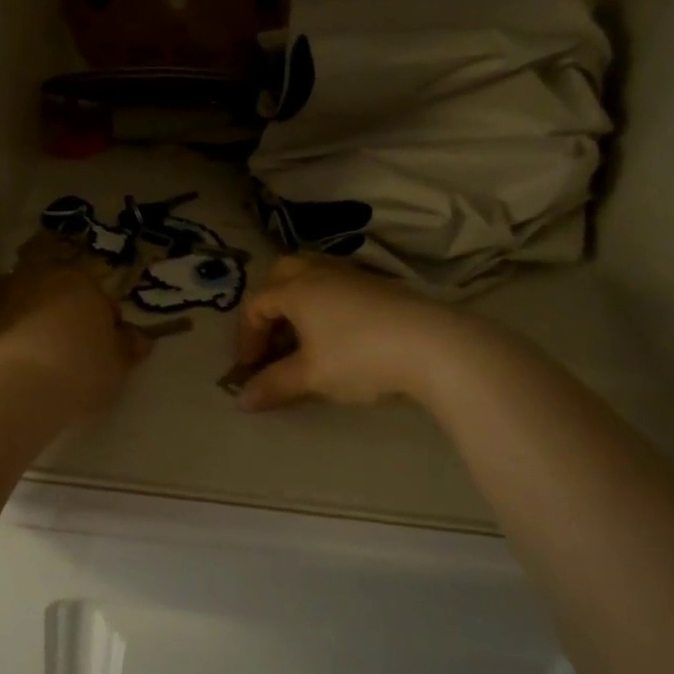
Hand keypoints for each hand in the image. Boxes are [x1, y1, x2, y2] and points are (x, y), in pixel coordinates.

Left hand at [0, 237, 150, 417]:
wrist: (17, 390)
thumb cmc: (79, 372)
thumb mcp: (117, 366)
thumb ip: (129, 347)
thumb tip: (139, 338)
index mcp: (80, 281)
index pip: (99, 300)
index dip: (104, 327)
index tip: (102, 352)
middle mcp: (39, 277)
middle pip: (58, 297)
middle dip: (64, 317)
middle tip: (70, 353)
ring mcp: (2, 296)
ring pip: (26, 308)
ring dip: (32, 325)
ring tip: (38, 362)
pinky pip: (0, 328)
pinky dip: (6, 341)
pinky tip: (13, 370)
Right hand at [232, 255, 455, 410]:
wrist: (432, 345)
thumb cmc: (359, 357)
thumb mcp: (311, 376)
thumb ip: (274, 385)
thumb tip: (242, 400)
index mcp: (296, 289)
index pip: (257, 305)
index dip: (246, 337)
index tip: (249, 368)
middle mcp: (320, 273)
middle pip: (282, 274)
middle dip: (269, 305)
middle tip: (271, 337)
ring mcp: (352, 275)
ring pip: (312, 274)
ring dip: (297, 301)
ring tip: (302, 335)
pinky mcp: (379, 285)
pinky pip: (337, 285)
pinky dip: (324, 303)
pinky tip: (336, 333)